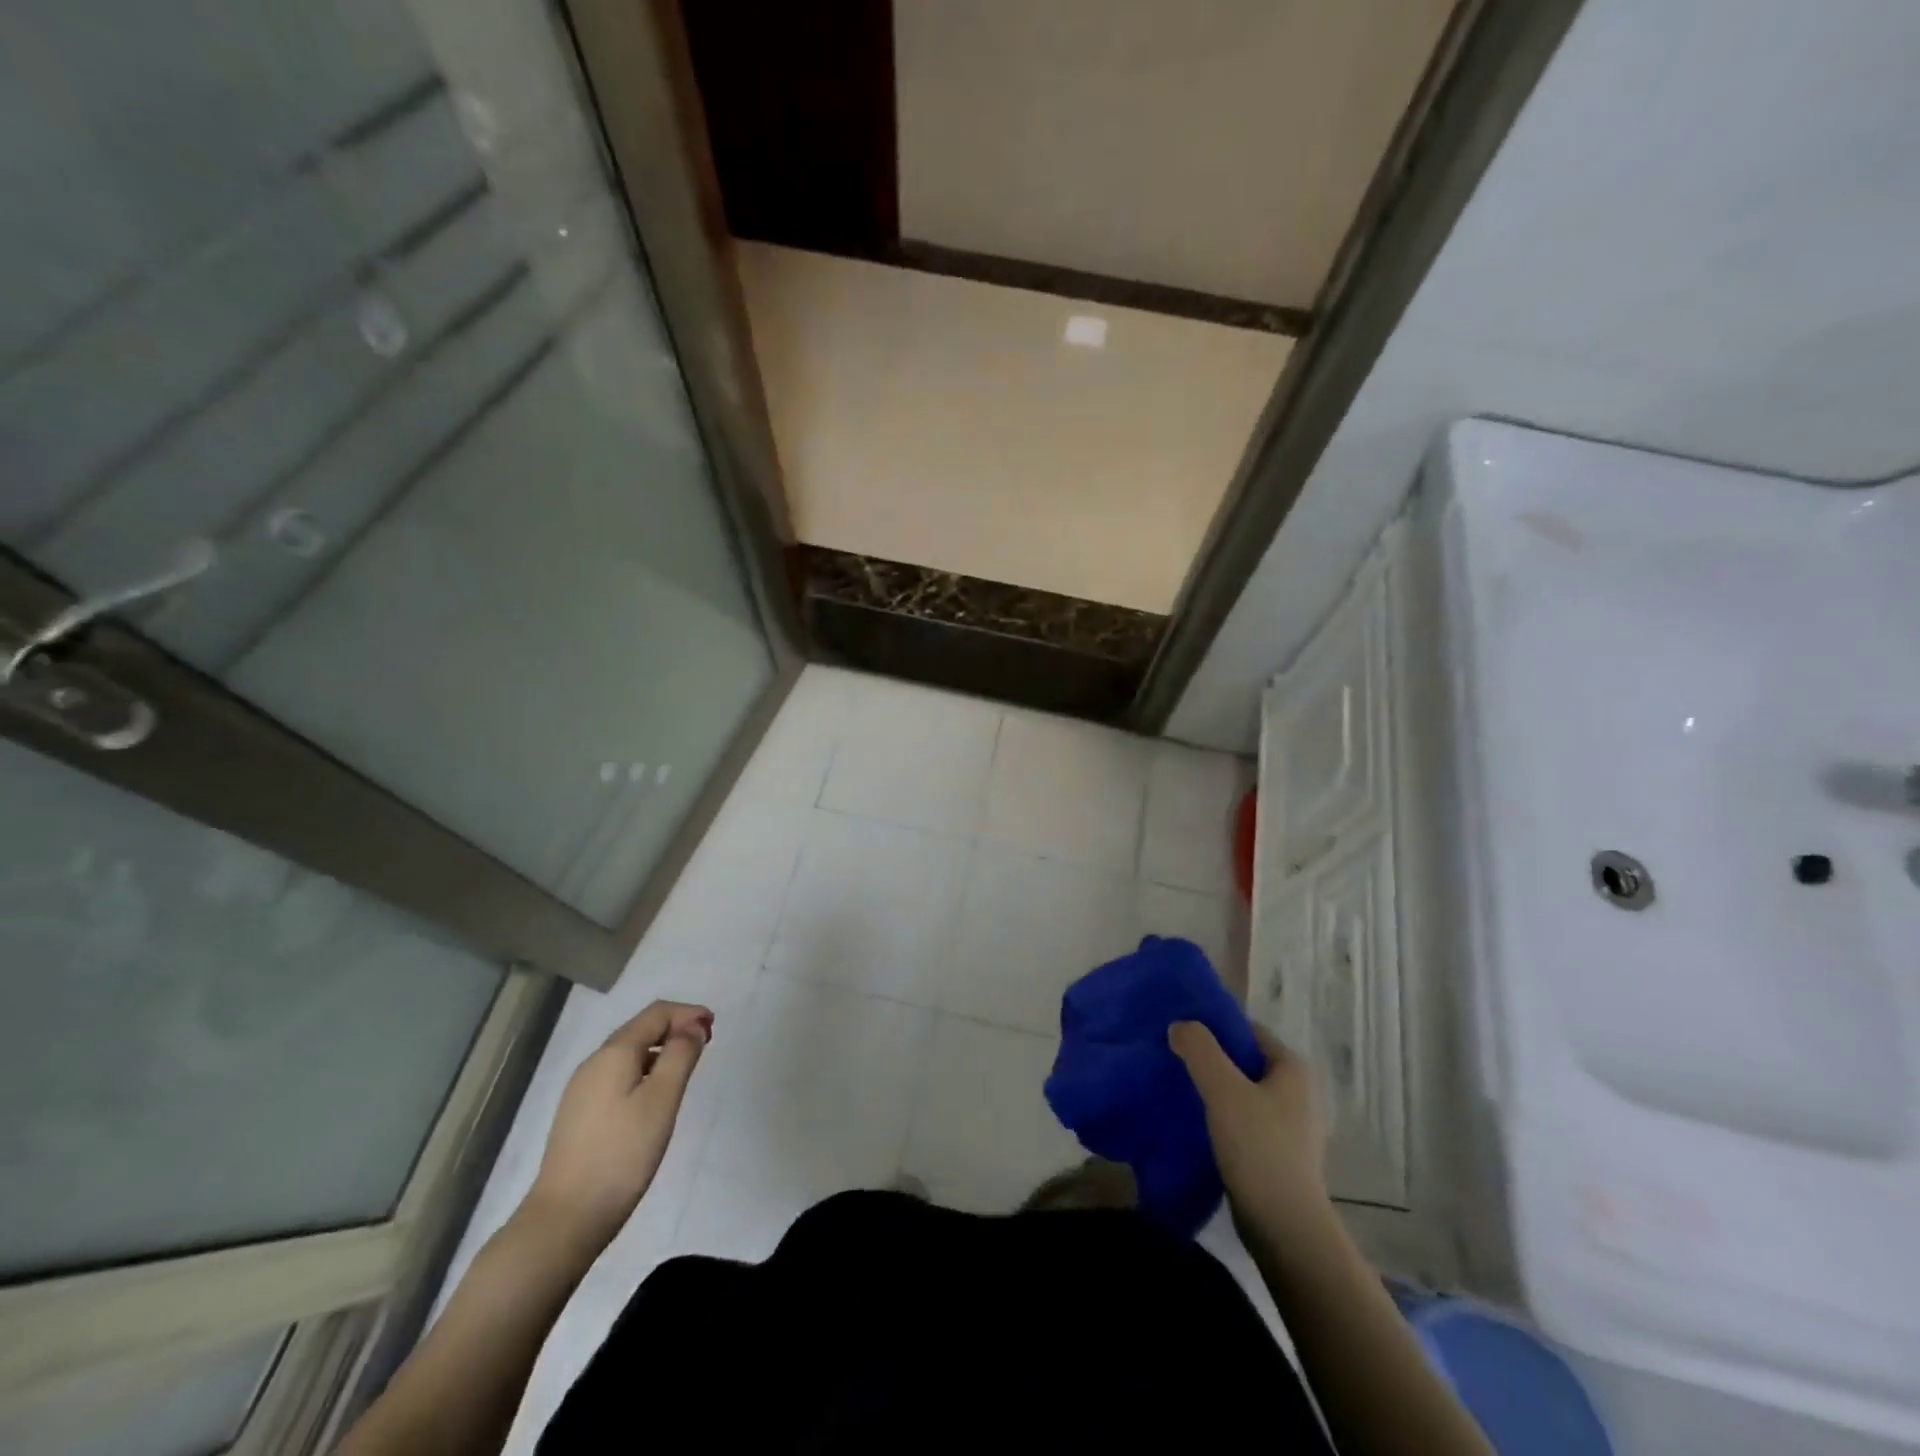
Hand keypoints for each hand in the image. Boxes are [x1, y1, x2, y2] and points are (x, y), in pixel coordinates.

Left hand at [522, 999, 712, 1253]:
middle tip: (706, 1044)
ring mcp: (582, 1090)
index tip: (714, 1028)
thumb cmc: (622, 1154)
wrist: (565, 1219)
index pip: (656, 1013)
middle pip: (640, 1029)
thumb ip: (680, 1056)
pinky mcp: (579, 1114)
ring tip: (685, 1068)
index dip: (688, 1013)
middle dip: (675, 1028)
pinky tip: (655, 1095)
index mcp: (614, 1053)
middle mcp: (594, 1063)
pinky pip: (618, 1075)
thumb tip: (693, 1027)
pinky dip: (644, 1070)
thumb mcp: (661, 1100)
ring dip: (660, 1050)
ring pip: (628, 1053)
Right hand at [1170, 1021, 1328, 1231]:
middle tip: (1171, 1055)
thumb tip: (1179, 1025)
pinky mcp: (1275, 1153)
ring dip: (1211, 1087)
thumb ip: (1199, 1049)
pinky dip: (1218, 1115)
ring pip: (1240, 1091)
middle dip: (1208, 1057)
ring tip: (1176, 1086)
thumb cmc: (1258, 1148)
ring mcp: (1288, 1125)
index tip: (1179, 1030)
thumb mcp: (1223, 1089)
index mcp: (1292, 1068)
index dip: (1213, 1026)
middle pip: (1242, 1060)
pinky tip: (1192, 1120)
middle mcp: (1296, 1091)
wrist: (1284, 1227)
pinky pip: (1241, 1119)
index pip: (1247, 1030)